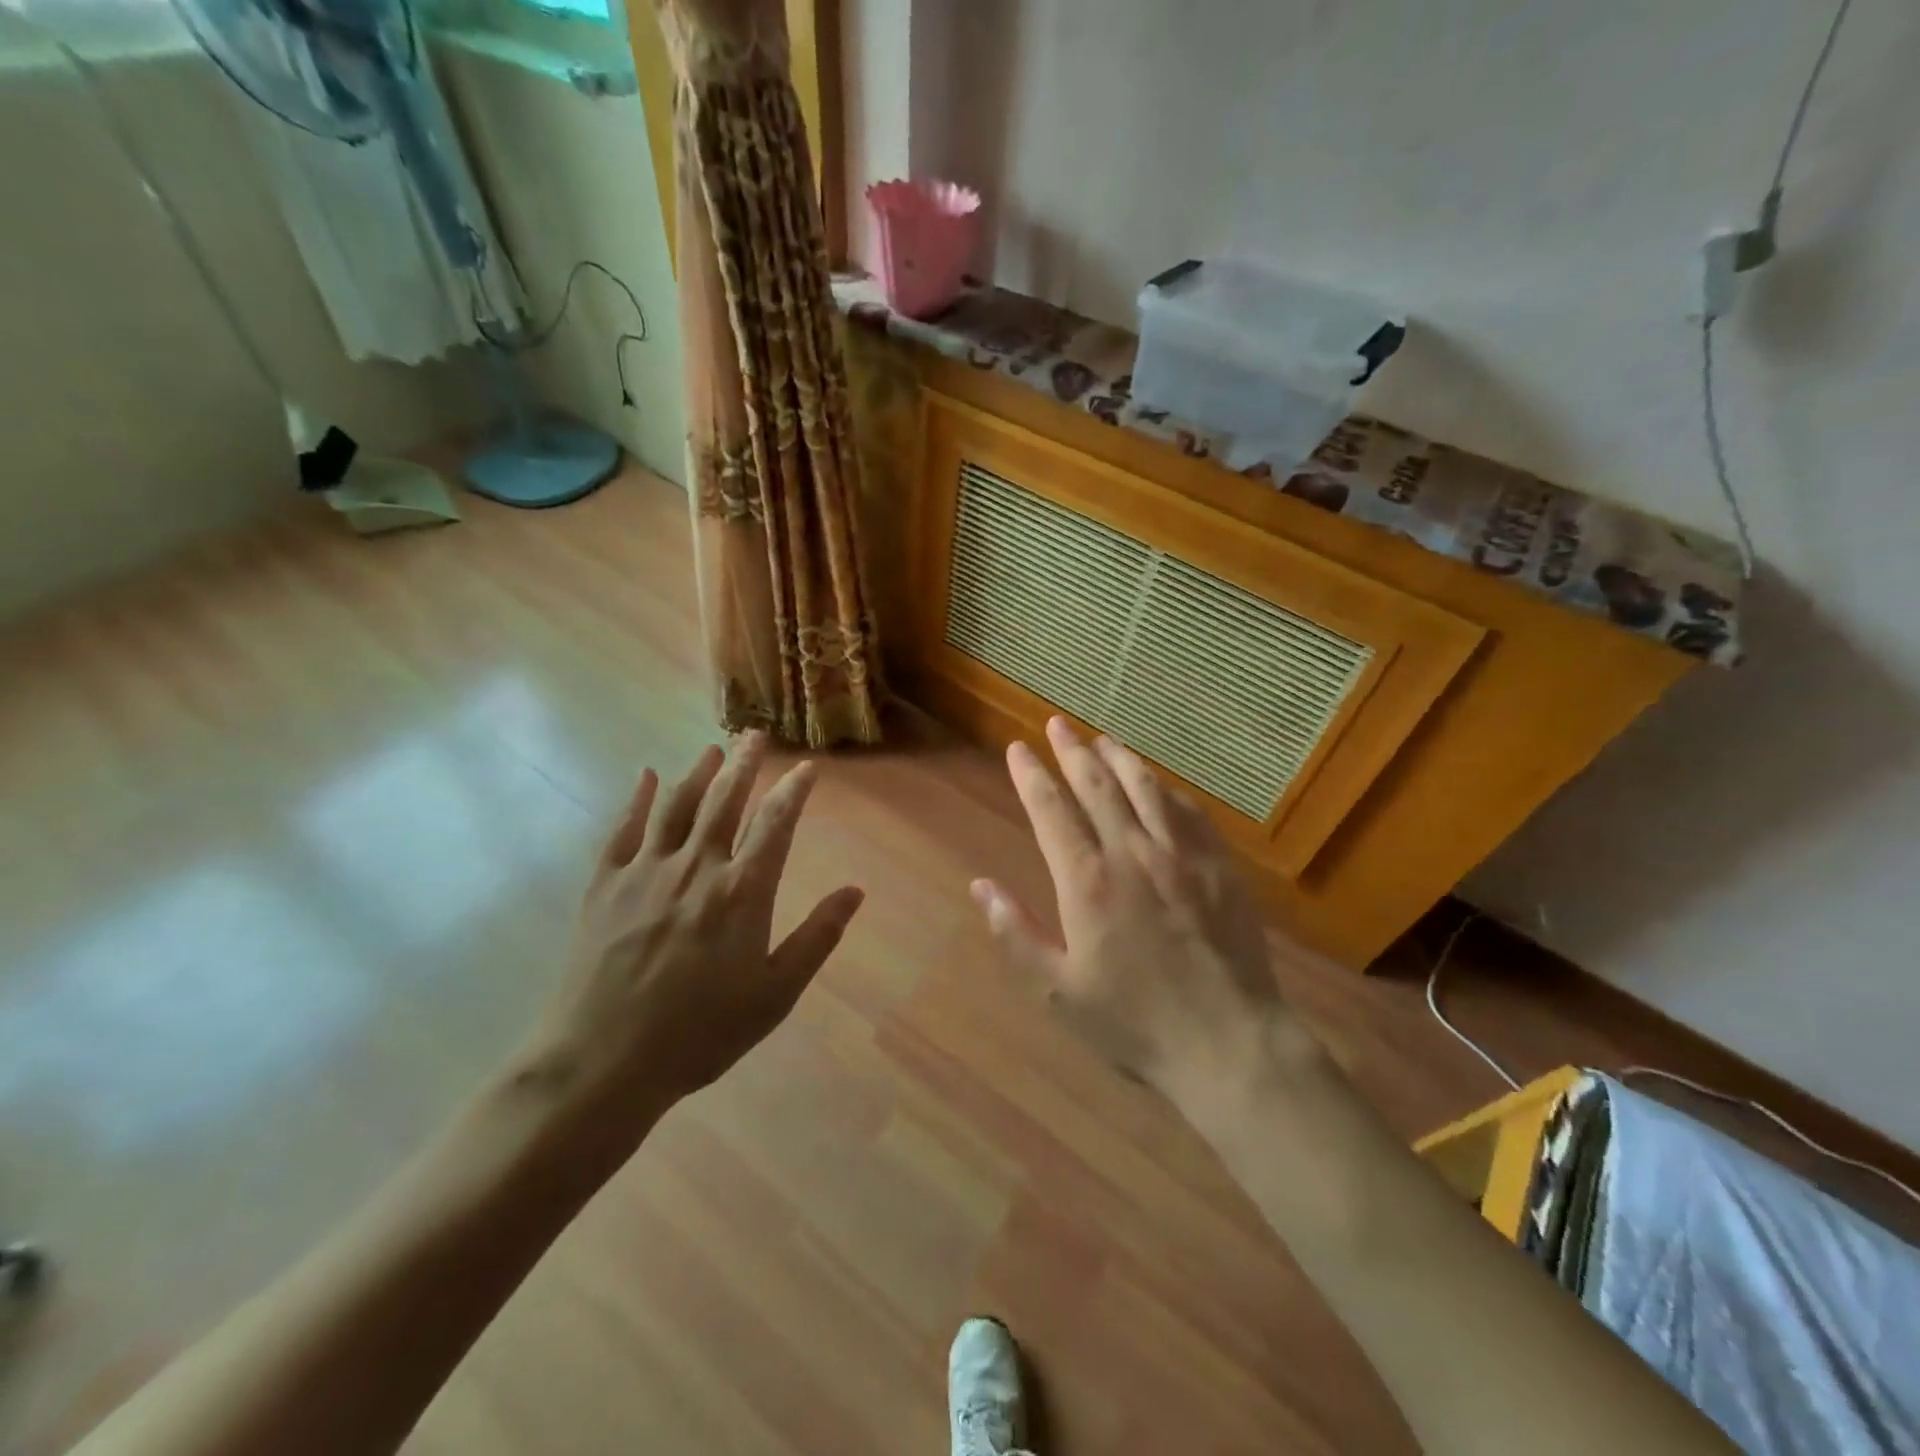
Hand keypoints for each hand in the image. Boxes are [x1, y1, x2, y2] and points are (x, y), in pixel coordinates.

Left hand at [514, 733, 863, 1146]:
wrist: (602, 1062)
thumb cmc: (700, 1032)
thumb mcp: (775, 994)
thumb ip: (816, 938)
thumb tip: (855, 891)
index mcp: (742, 891)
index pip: (776, 823)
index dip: (794, 790)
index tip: (807, 767)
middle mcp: (696, 867)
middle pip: (725, 801)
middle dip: (745, 764)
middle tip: (756, 735)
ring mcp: (645, 871)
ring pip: (677, 806)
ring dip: (698, 772)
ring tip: (714, 749)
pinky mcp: (605, 885)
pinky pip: (623, 830)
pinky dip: (638, 799)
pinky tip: (646, 776)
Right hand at [971, 718, 1285, 1118]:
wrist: (1229, 1044)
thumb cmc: (1135, 1023)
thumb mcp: (1058, 992)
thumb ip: (1016, 935)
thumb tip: (980, 885)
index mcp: (1088, 882)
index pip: (1051, 811)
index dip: (1031, 776)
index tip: (1017, 749)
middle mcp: (1133, 853)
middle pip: (1097, 785)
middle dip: (1072, 750)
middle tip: (1057, 725)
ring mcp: (1182, 855)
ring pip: (1145, 788)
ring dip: (1119, 758)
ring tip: (1101, 739)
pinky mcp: (1220, 866)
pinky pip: (1189, 811)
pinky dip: (1166, 790)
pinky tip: (1158, 784)